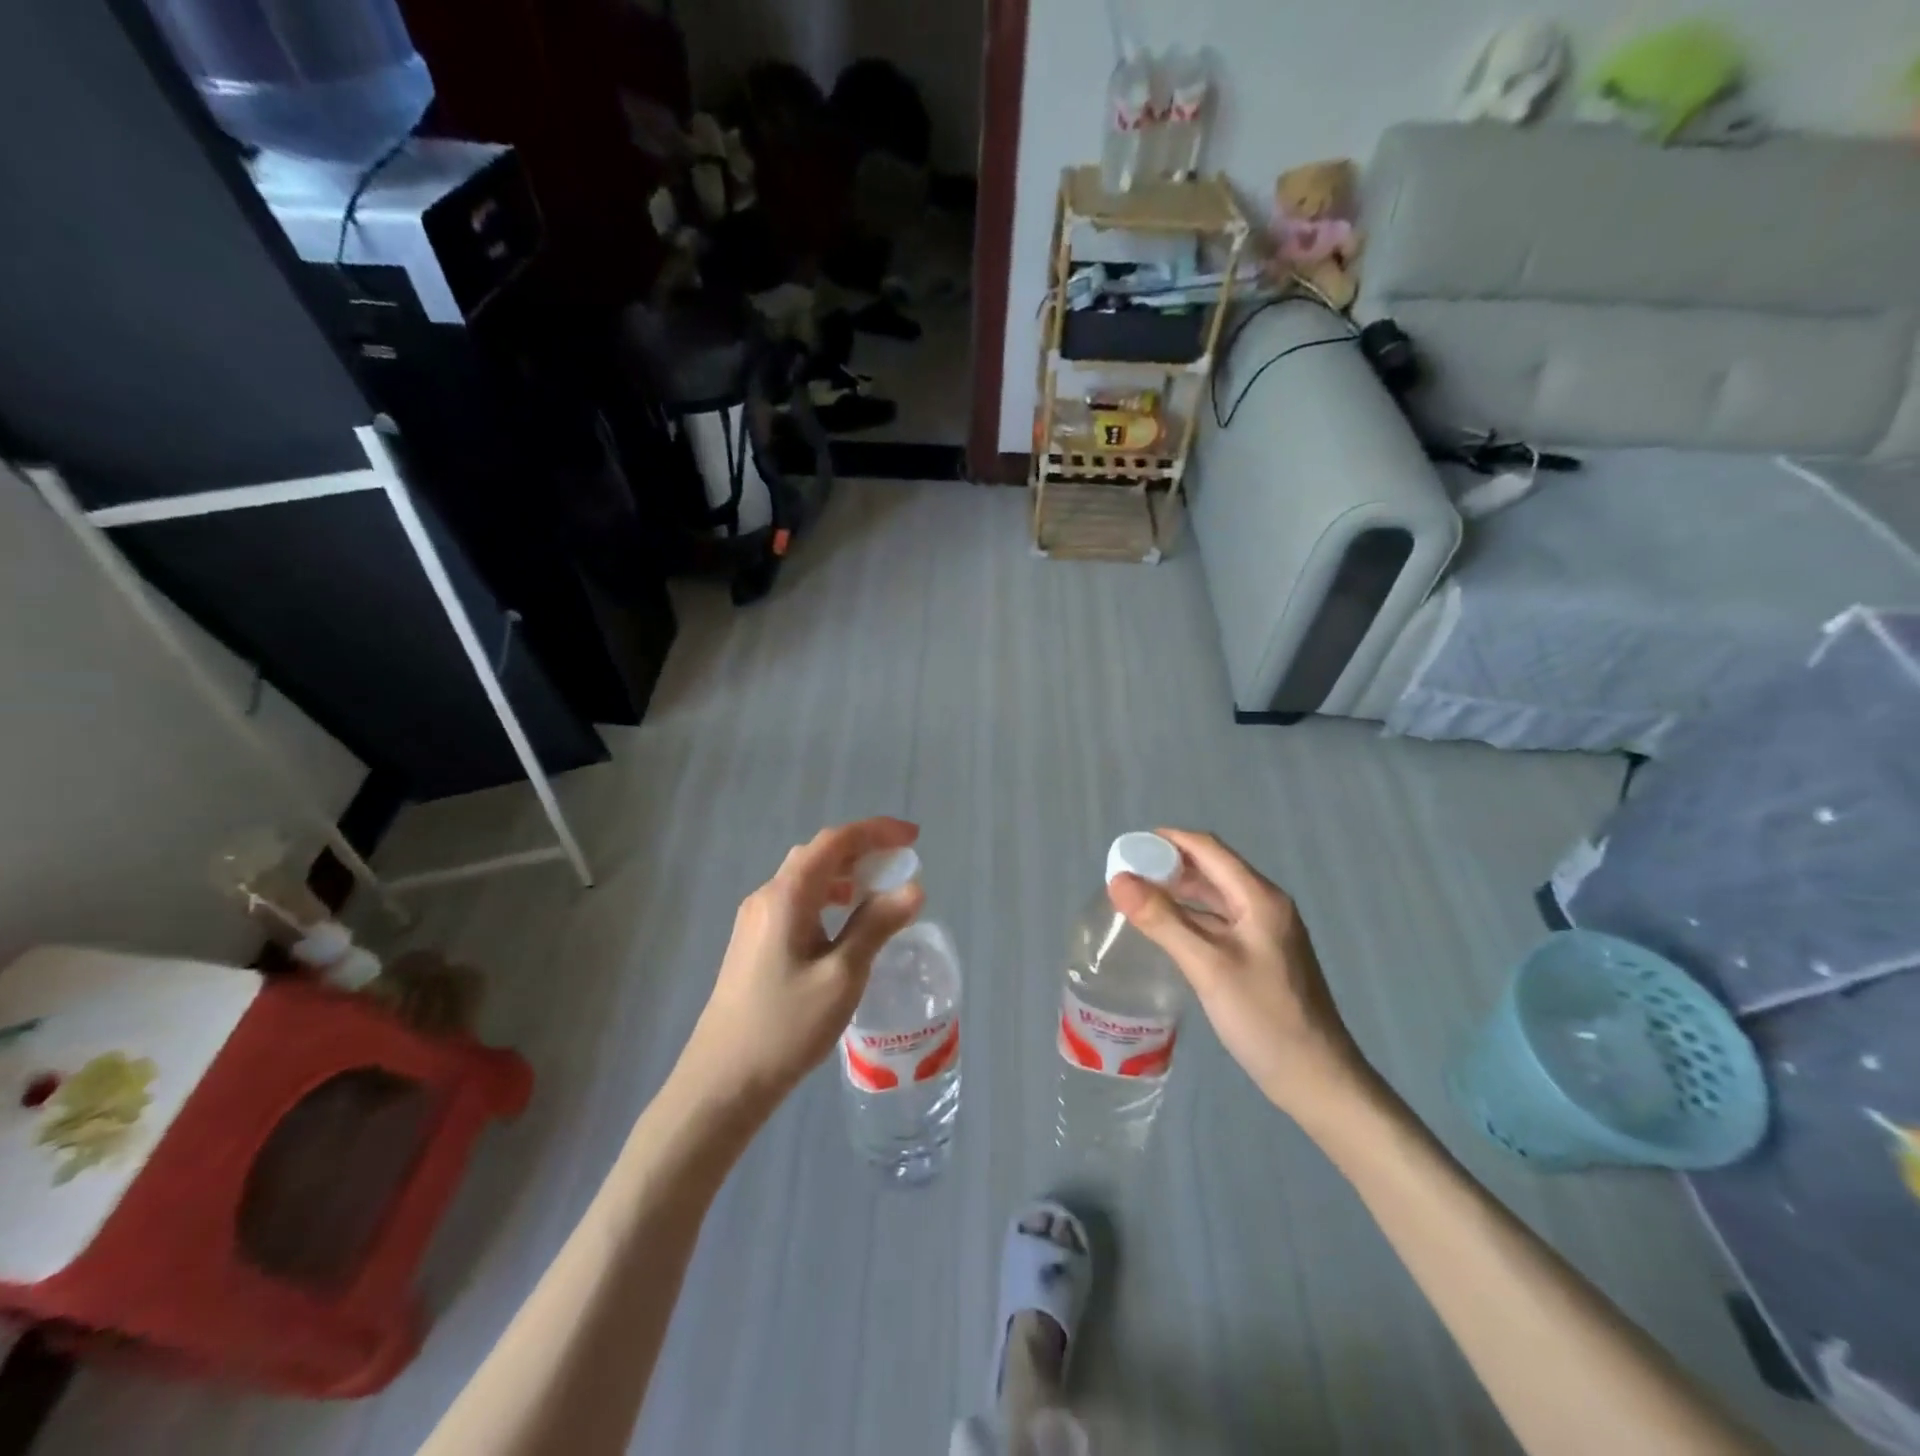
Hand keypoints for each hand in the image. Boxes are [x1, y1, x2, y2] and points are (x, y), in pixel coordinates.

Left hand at [679, 818, 925, 1109]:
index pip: (835, 842)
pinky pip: (796, 901)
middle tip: (899, 863)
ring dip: (844, 874)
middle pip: (818, 854)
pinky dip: (827, 897)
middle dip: (861, 850)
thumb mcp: (842, 976)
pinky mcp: (753, 943)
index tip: (913, 837)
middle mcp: (767, 897)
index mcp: (786, 896)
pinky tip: (843, 924)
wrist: (722, 1081)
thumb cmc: (786, 1027)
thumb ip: (876, 926)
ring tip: (877, 890)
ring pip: (805, 878)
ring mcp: (755, 920)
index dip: (876, 831)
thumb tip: (913, 888)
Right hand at [1108, 829, 1375, 1125]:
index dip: (1167, 840)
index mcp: (1259, 898)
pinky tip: (1165, 931)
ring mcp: (1264, 932)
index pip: (1208, 849)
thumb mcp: (1207, 966)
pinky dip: (1190, 918)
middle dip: (1168, 866)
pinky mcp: (1260, 956)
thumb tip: (1118, 880)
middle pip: (1211, 869)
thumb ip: (1162, 920)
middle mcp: (1264, 906)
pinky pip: (1218, 922)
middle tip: (1125, 875)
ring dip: (1178, 892)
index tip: (1127, 846)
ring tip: (1136, 898)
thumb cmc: (1263, 1017)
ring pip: (1214, 897)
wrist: (1317, 1079)